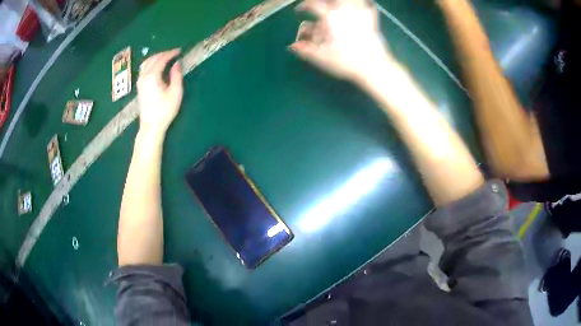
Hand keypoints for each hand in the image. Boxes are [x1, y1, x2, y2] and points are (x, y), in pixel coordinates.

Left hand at [137, 48, 183, 136]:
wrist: (151, 126)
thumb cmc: (165, 110)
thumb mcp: (176, 92)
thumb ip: (176, 75)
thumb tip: (177, 63)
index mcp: (152, 76)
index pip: (161, 59)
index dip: (171, 53)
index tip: (180, 51)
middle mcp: (144, 76)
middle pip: (152, 59)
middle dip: (163, 54)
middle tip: (174, 53)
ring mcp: (140, 82)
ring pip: (146, 63)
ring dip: (156, 58)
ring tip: (165, 58)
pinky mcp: (139, 87)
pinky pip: (144, 70)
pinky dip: (151, 64)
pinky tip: (156, 67)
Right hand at [290, 0, 393, 83]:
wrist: (374, 67)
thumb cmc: (346, 62)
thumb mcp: (322, 57)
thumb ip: (305, 49)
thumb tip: (292, 46)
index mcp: (331, 17)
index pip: (314, 4)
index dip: (304, 5)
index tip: (300, 10)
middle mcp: (346, 11)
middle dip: (323, 1)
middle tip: (320, 5)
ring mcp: (361, 14)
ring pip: (353, 0)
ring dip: (342, 2)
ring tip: (337, 6)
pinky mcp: (373, 21)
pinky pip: (369, 6)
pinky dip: (365, 4)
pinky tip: (363, 6)